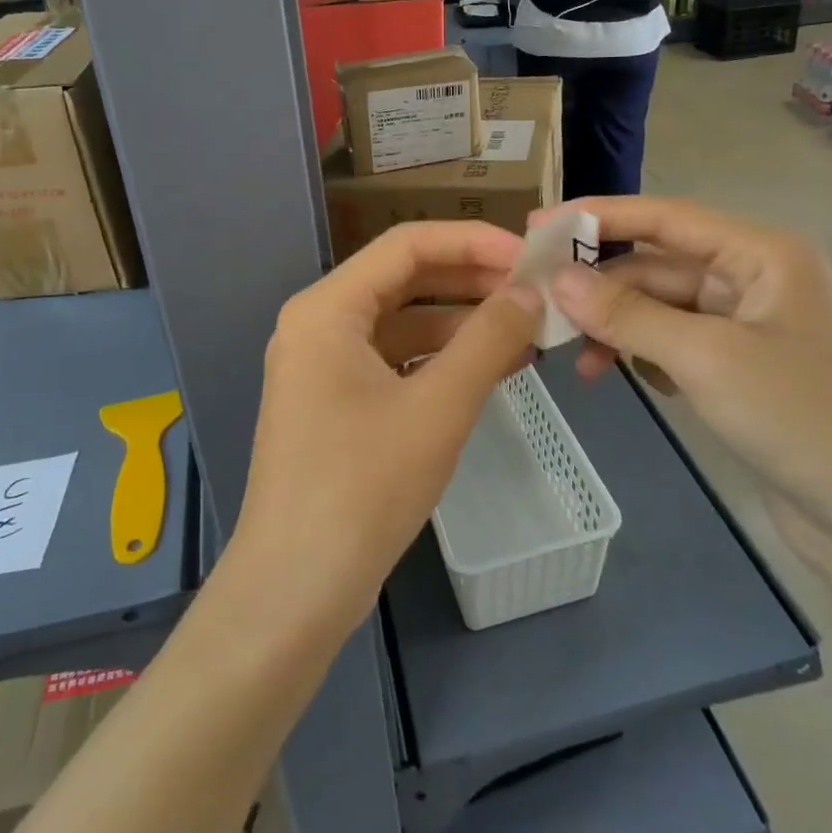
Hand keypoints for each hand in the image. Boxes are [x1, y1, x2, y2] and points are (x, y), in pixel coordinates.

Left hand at [231, 222, 542, 638]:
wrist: (294, 591)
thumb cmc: (362, 487)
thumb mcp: (437, 407)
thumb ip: (489, 339)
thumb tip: (530, 291)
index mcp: (327, 308)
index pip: (408, 244)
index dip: (474, 242)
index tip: (531, 257)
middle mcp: (319, 324)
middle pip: (405, 280)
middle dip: (472, 282)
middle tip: (537, 292)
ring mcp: (324, 366)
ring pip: (403, 323)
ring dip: (462, 325)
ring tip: (528, 333)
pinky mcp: (336, 404)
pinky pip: (395, 361)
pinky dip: (441, 361)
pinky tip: (491, 371)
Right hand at [543, 197, 831, 592]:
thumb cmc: (802, 420)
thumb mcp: (706, 358)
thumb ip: (627, 314)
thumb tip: (556, 279)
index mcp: (762, 254)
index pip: (666, 217)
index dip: (599, 217)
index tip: (537, 225)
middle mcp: (755, 279)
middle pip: (659, 265)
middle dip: (602, 285)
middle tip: (539, 305)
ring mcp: (748, 328)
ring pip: (662, 308)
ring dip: (618, 326)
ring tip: (578, 360)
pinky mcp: (740, 371)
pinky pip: (674, 345)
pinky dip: (642, 354)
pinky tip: (620, 376)